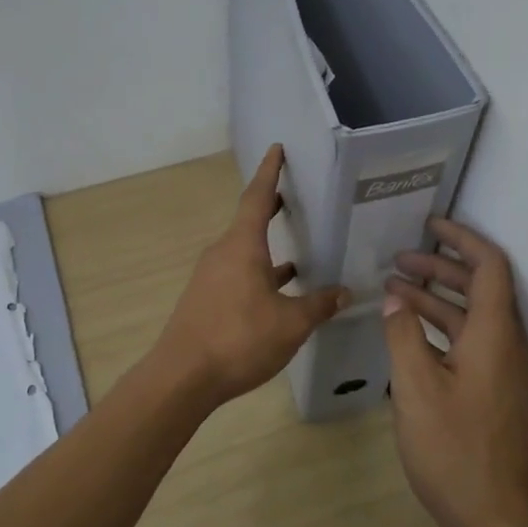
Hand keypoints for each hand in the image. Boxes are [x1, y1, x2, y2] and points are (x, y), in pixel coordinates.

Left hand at [152, 145, 350, 405]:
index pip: (257, 197)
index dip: (270, 172)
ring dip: (268, 247)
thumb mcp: (291, 323)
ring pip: (245, 251)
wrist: (183, 377)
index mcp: (242, 246)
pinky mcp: (207, 299)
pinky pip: (238, 274)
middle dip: (271, 207)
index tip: (277, 149)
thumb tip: (344, 293)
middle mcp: (222, 253)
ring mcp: (211, 277)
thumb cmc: (239, 339)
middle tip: (294, 194)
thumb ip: (319, 305)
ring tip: (298, 247)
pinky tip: (279, 291)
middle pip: (249, 221)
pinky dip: (260, 273)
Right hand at [382, 219, 527, 526]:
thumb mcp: (415, 388)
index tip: (430, 225)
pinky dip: (441, 329)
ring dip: (436, 300)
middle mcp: (507, 346)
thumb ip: (403, 336)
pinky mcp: (495, 392)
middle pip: (480, 289)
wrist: (493, 517)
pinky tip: (409, 335)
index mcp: (495, 336)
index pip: (489, 267)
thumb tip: (395, 300)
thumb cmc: (452, 449)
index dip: (462, 239)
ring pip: (472, 318)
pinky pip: (470, 343)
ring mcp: (504, 371)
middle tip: (397, 261)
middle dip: (440, 268)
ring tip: (393, 292)